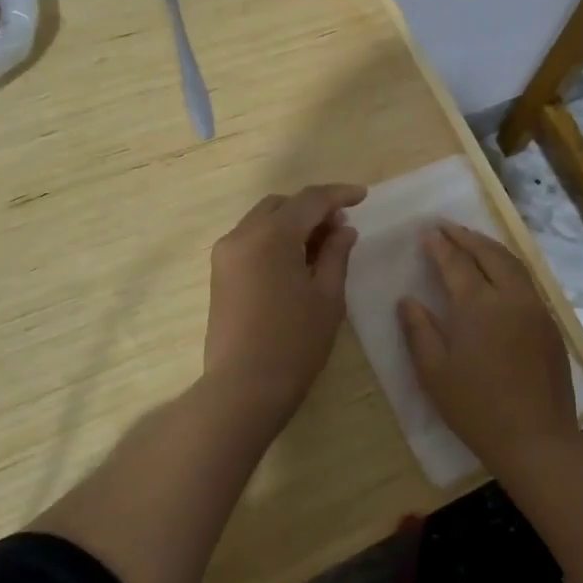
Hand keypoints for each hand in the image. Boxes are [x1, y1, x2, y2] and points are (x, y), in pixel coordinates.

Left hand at [204, 183, 367, 420]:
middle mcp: (242, 234)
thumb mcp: (327, 297)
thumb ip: (336, 254)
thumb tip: (343, 229)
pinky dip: (275, 239)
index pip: (310, 200)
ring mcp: (226, 254)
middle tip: (340, 227)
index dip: (339, 194)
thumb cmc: (294, 342)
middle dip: (313, 208)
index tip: (363, 196)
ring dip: (292, 223)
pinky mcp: (219, 273)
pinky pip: (251, 240)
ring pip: (263, 220)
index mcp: (271, 235)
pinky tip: (296, 262)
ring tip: (321, 246)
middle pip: (282, 205)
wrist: (242, 388)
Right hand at [399, 222, 576, 468]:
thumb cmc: (475, 407)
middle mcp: (510, 296)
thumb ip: (418, 330)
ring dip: (489, 246)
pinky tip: (498, 271)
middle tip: (446, 226)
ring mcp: (534, 308)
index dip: (440, 246)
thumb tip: (407, 300)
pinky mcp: (549, 323)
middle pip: (488, 253)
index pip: (456, 263)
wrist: (535, 438)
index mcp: (478, 305)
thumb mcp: (433, 372)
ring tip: (471, 239)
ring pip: (513, 263)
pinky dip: (508, 264)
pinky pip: (526, 280)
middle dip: (466, 236)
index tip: (427, 232)